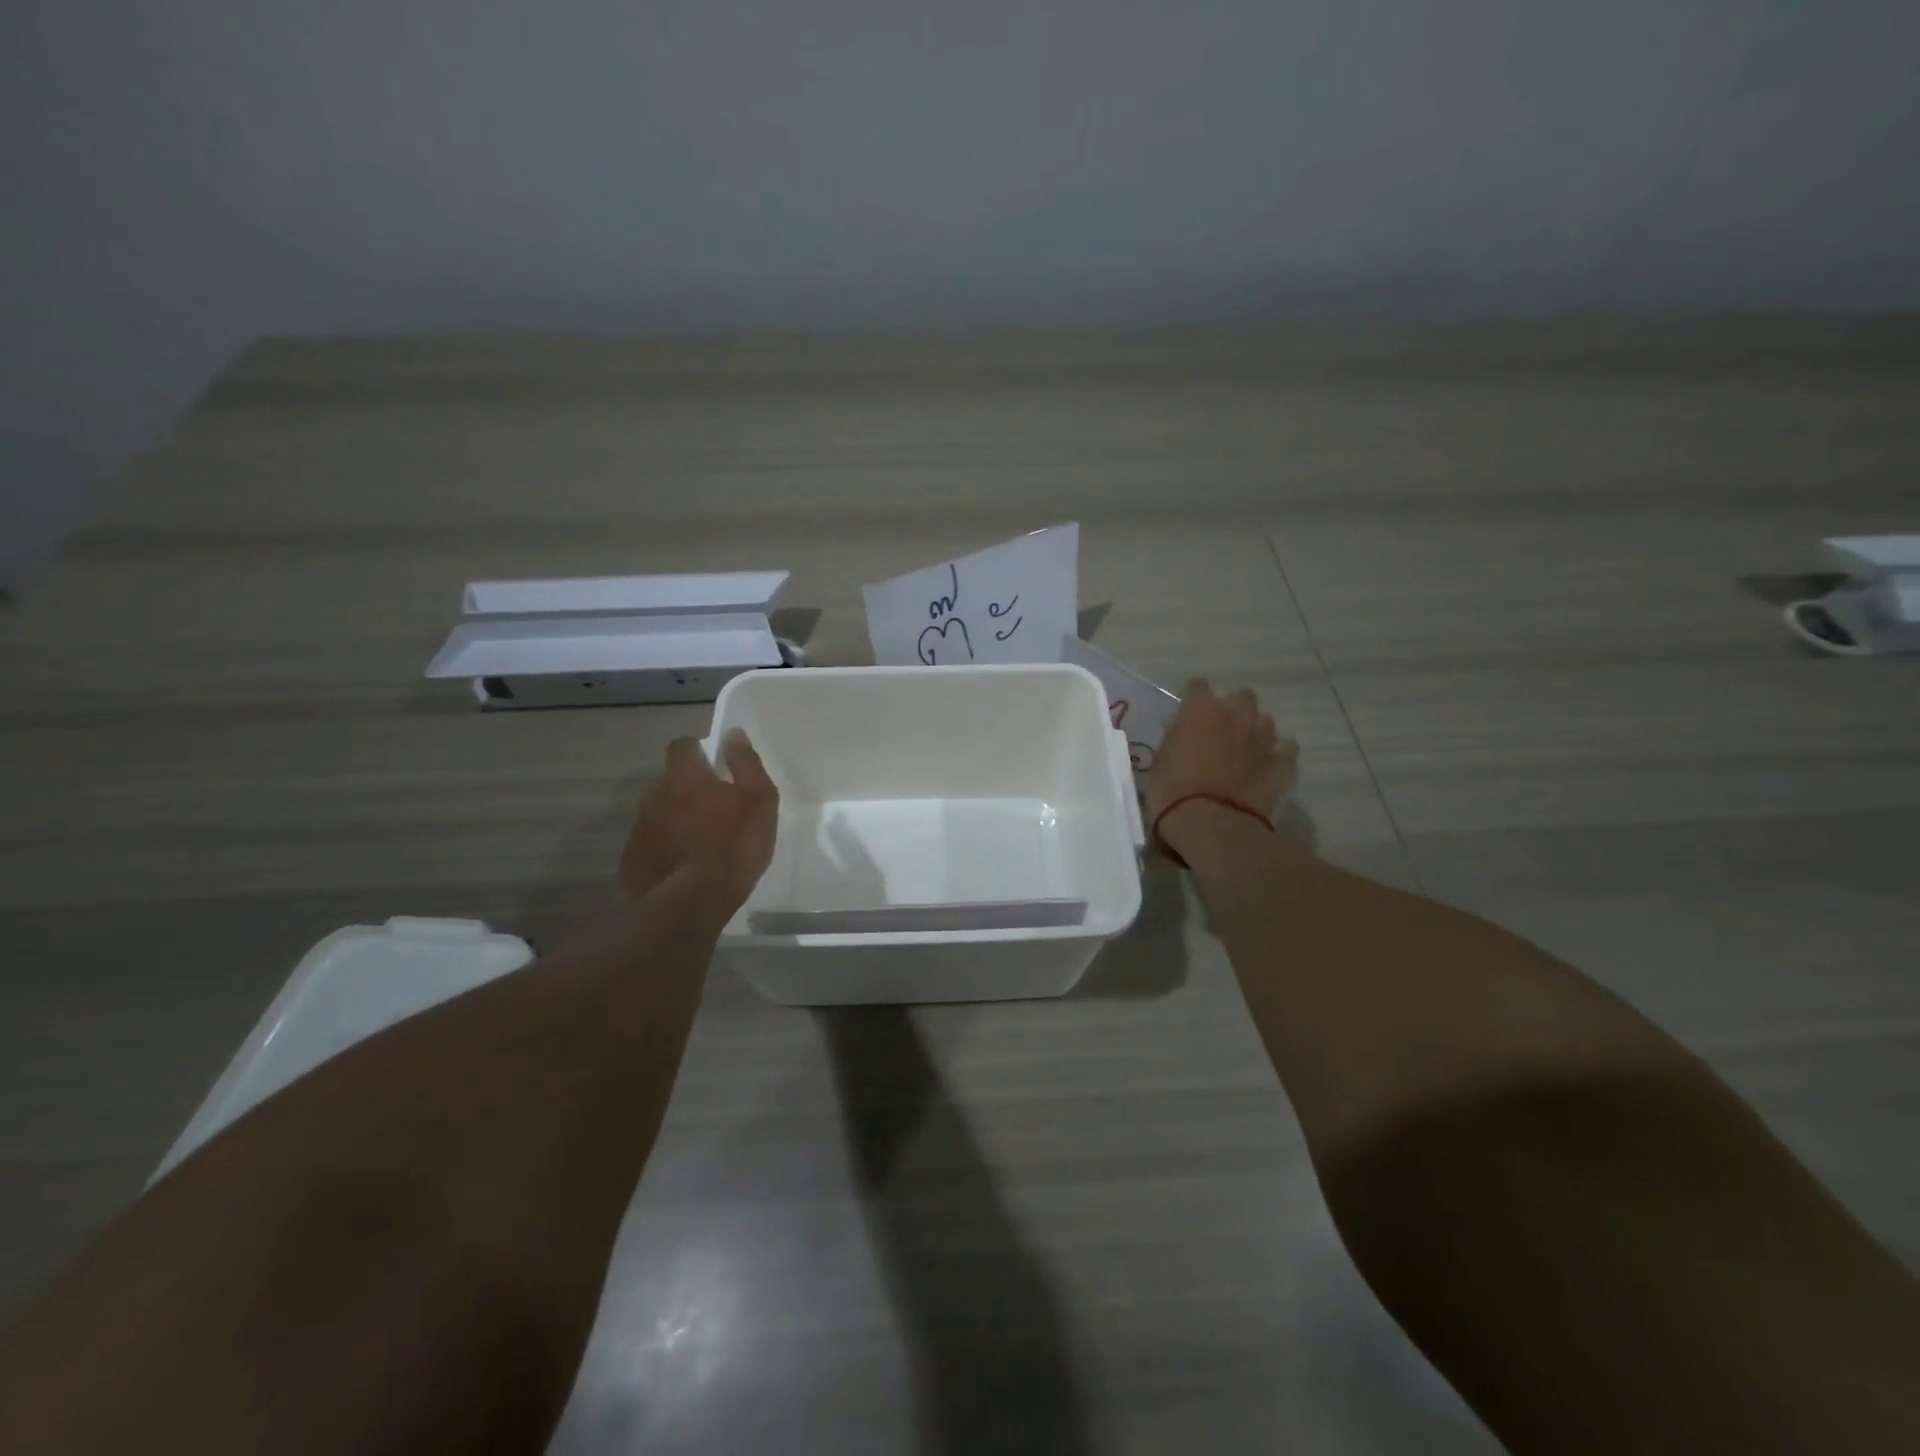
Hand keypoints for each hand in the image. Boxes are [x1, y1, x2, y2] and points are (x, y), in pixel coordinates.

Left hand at [620, 730, 778, 912]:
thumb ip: (746, 764)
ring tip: (699, 844)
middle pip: (669, 782)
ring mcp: (639, 830)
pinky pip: (650, 845)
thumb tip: (733, 734)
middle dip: (686, 790)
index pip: (681, 746)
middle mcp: (654, 796)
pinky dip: (664, 849)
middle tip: (713, 811)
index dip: (695, 750)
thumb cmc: (735, 845)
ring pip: (658, 815)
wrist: (695, 902)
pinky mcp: (632, 861)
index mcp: (684, 777)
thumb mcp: (759, 800)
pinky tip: (683, 867)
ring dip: (675, 821)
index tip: (712, 764)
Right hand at [1145, 681, 1296, 826]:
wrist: (1211, 823)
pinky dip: (1277, 754)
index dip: (1193, 700)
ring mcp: (1263, 738)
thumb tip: (1182, 732)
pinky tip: (1267, 765)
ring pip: (1265, 721)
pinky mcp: (1282, 763)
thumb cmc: (1172, 791)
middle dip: (1233, 709)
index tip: (1188, 714)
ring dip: (1255, 730)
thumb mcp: (1160, 760)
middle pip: (1242, 697)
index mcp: (1201, 709)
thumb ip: (1176, 739)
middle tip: (1220, 731)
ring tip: (1245, 750)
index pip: (1198, 687)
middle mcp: (1236, 714)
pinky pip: (1285, 749)